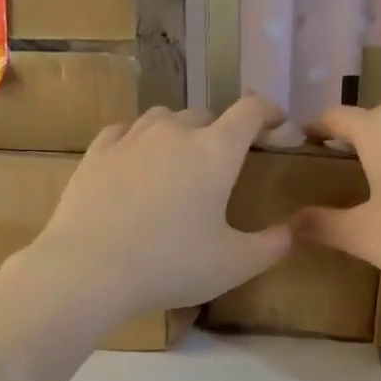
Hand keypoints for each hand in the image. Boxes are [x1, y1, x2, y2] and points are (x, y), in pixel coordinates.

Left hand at [21, 97, 292, 318]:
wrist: (89, 269)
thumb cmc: (171, 265)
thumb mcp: (234, 265)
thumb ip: (272, 246)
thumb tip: (291, 230)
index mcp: (215, 151)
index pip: (250, 111)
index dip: (269, 112)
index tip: (278, 124)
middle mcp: (174, 132)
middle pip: (206, 115)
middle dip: (222, 132)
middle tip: (224, 162)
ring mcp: (131, 138)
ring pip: (163, 119)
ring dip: (179, 132)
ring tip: (179, 160)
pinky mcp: (96, 152)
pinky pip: (125, 132)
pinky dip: (139, 141)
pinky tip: (136, 161)